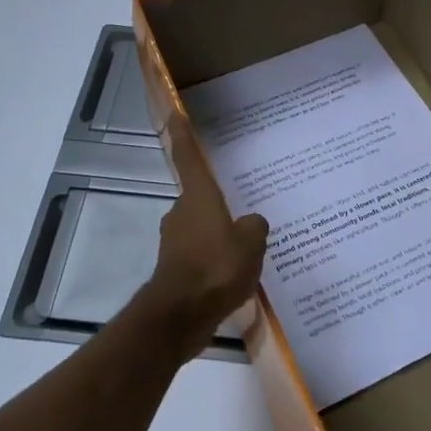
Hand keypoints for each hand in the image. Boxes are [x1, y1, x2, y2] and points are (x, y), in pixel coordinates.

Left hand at [145, 115, 268, 355]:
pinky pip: (200, 255)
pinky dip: (215, 260)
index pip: (188, 157)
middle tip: (243, 207)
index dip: (183, 135)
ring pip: (201, 228)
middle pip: (200, 197)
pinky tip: (235, 276)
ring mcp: (175, 241)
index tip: (175, 114)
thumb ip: (255, 226)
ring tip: (246, 248)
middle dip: (218, 202)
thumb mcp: (251, 243)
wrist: (180, 316)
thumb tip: (250, 223)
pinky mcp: (175, 269)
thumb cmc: (216, 268)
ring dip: (218, 234)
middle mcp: (182, 212)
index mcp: (198, 197)